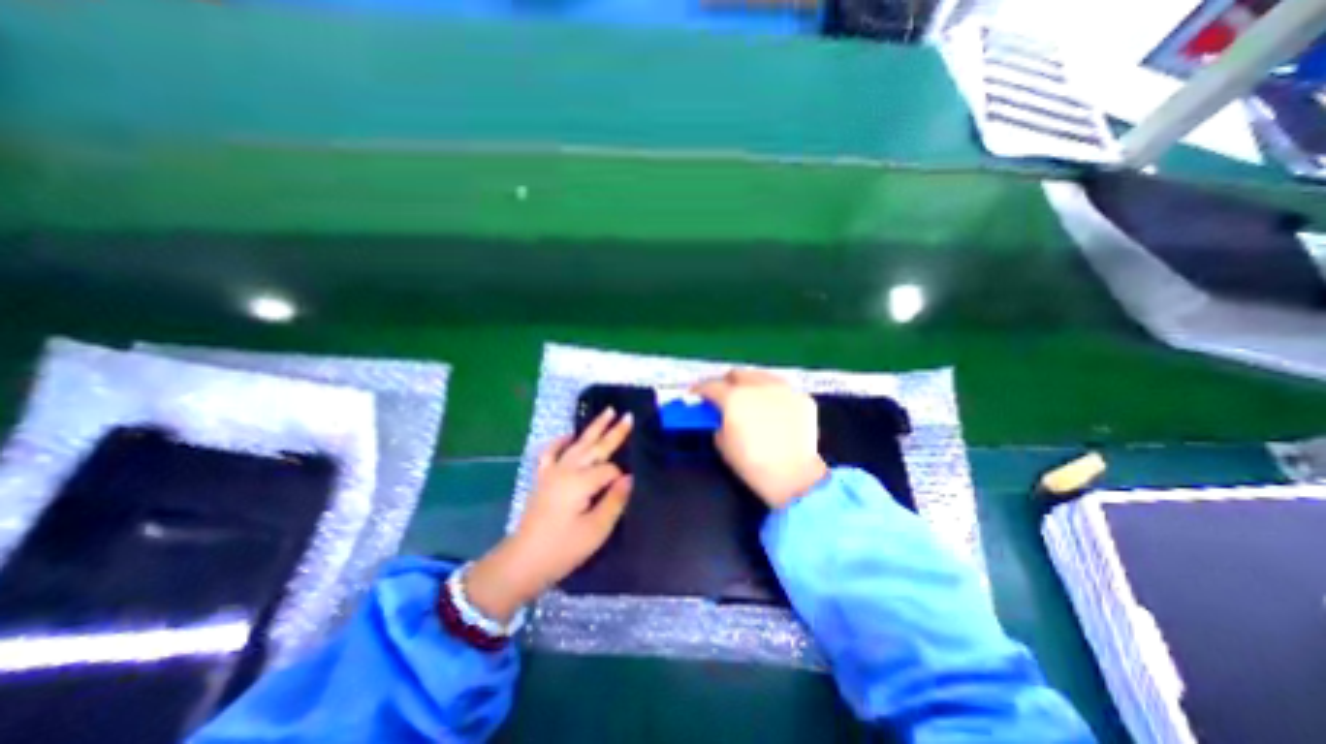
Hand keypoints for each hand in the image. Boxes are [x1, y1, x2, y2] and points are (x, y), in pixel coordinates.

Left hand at [462, 410, 633, 625]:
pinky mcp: (543, 477)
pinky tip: (569, 434)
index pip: (610, 470)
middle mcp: (567, 470)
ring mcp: (553, 471)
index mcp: (581, 482)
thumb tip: (629, 477)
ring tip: (607, 412)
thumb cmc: (563, 549)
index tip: (624, 490)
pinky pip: (551, 452)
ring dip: (593, 428)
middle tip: (628, 415)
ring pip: (578, 444)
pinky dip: (560, 441)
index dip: (620, 478)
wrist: (523, 561)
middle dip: (613, 431)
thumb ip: (614, 500)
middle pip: (595, 447)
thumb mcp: (596, 530)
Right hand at [694, 369, 823, 507]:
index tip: (697, 395)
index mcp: (733, 397)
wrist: (794, 476)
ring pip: (761, 376)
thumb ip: (719, 422)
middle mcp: (758, 386)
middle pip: (737, 374)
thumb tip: (723, 416)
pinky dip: (773, 397)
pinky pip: (782, 391)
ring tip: (752, 401)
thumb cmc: (752, 463)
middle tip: (725, 397)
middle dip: (727, 383)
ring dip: (751, 385)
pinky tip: (774, 412)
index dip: (700, 390)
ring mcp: (783, 389)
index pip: (711, 385)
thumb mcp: (722, 444)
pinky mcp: (802, 398)